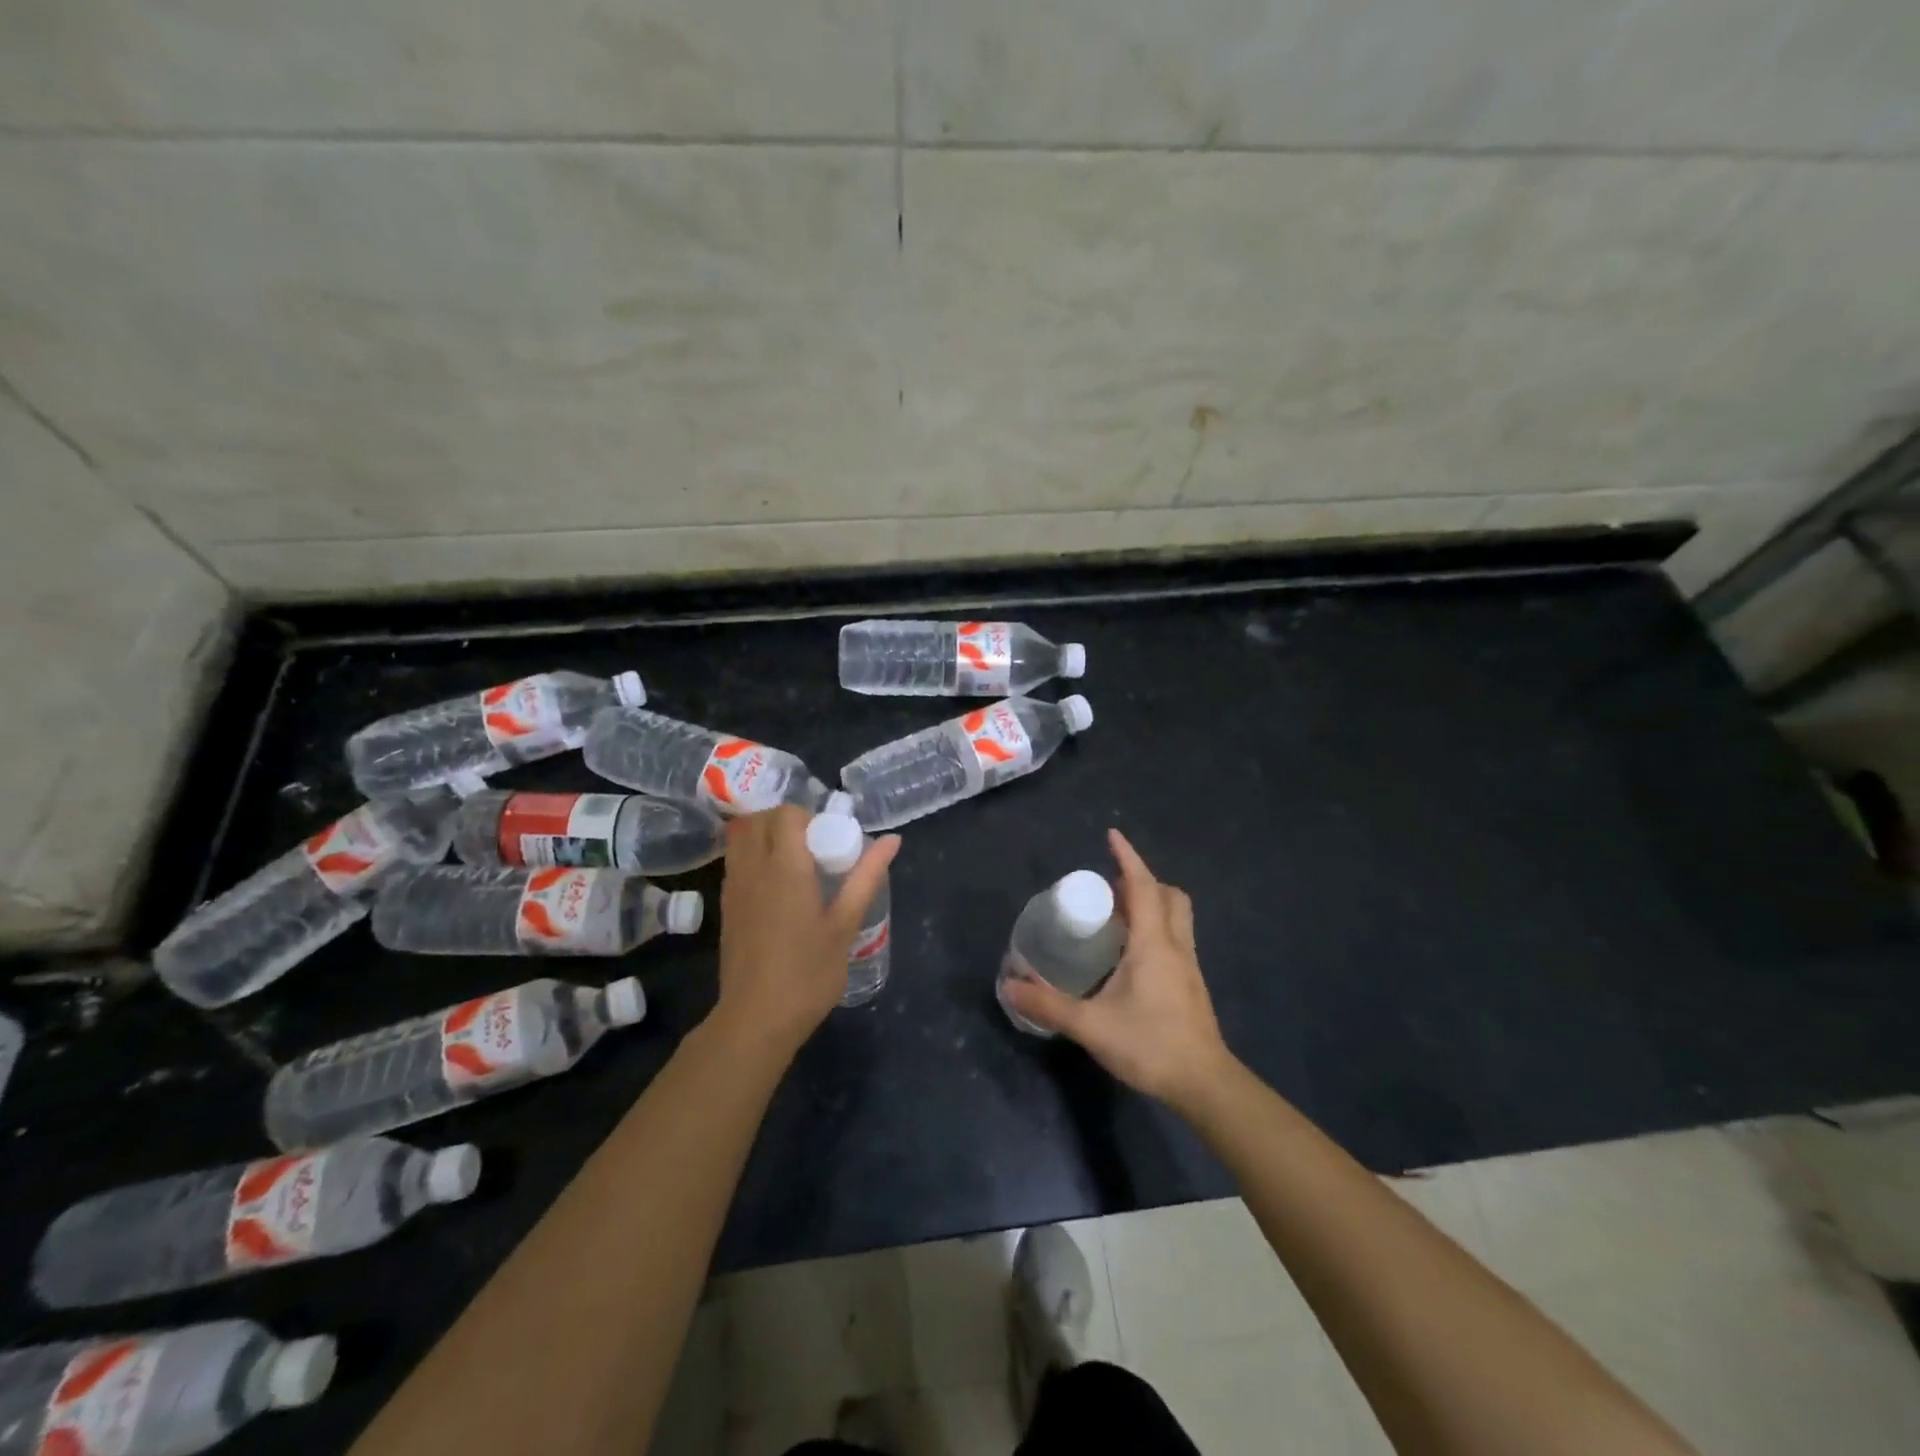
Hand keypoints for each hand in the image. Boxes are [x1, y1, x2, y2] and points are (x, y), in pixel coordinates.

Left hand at [712, 805, 899, 1060]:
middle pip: (760, 819)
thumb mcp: (845, 924)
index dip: (809, 816)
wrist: (756, 1019)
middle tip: (814, 846)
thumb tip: (893, 840)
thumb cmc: (808, 972)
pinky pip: (736, 862)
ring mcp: (734, 887)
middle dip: (786, 820)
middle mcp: (753, 867)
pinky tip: (777, 887)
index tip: (829, 839)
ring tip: (794, 862)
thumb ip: (866, 877)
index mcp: (785, 866)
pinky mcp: (726, 907)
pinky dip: (753, 857)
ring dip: (766, 835)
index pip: (787, 814)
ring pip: (742, 838)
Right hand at [1001, 829, 1233, 1110]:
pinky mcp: (1191, 984)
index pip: (1142, 887)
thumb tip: (1010, 986)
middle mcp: (1175, 945)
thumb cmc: (1150, 1045)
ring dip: (1152, 904)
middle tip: (1110, 890)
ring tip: (1117, 918)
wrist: (1204, 1084)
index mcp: (1152, 943)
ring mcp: (1188, 965)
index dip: (1127, 858)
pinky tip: (1132, 956)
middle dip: (1142, 882)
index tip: (1111, 836)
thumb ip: (1049, 1006)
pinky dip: (1156, 929)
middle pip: (1168, 895)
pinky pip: (1175, 938)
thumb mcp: (1091, 1026)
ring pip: (1176, 916)